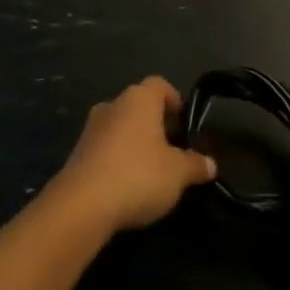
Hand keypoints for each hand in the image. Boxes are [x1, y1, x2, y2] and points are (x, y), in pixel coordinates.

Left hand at [49, 77, 215, 234]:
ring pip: (121, 126)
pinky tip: (127, 185)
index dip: (174, 100)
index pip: (159, 85)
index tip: (185, 123)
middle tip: (173, 150)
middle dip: (156, 125)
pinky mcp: (78, 151)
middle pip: (139, 106)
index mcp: (139, 98)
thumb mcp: (177, 173)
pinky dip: (118, 159)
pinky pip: (105, 147)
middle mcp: (114, 104)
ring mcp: (92, 127)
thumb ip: (195, 165)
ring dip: (135, 142)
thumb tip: (210, 163)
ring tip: (151, 171)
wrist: (82, 204)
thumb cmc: (138, 175)